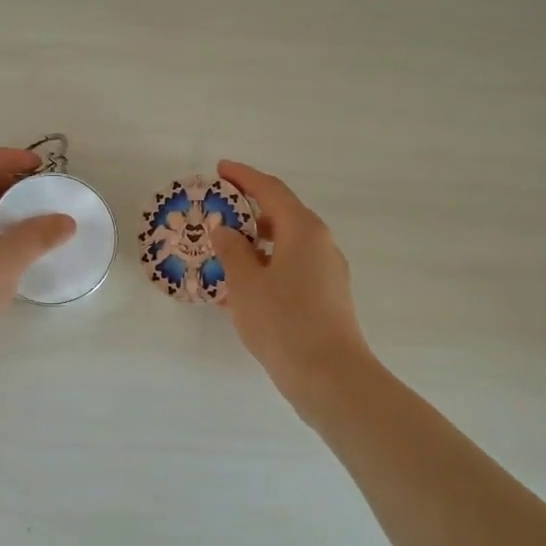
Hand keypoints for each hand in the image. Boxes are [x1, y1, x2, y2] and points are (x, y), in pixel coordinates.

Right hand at [209, 159, 372, 394]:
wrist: (329, 376)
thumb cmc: (283, 322)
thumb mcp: (246, 283)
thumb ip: (232, 250)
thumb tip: (225, 228)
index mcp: (303, 230)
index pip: (270, 190)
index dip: (243, 176)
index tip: (220, 169)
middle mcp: (320, 243)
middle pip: (282, 214)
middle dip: (248, 211)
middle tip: (217, 213)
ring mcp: (327, 271)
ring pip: (286, 245)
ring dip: (255, 244)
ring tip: (223, 253)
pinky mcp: (327, 296)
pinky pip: (292, 268)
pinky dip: (267, 267)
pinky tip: (243, 288)